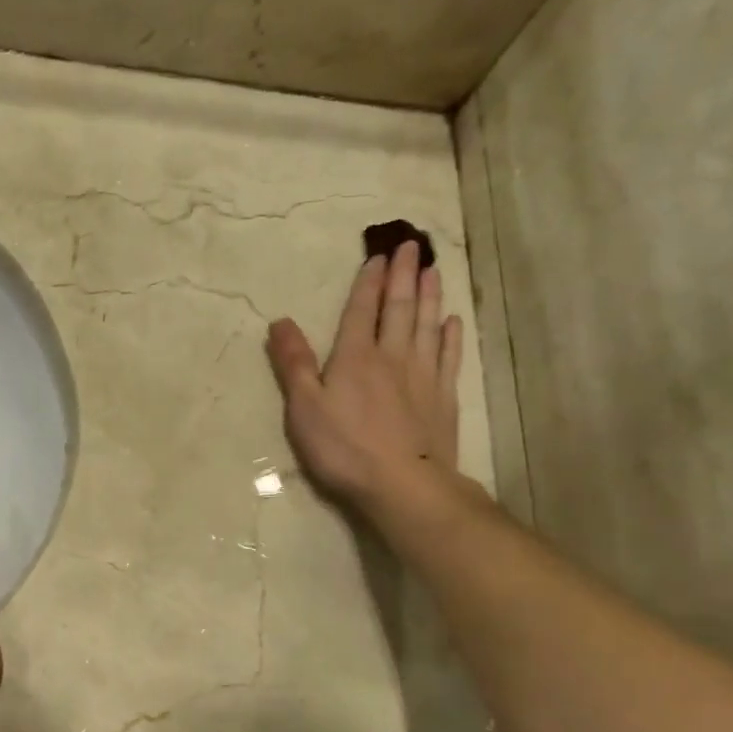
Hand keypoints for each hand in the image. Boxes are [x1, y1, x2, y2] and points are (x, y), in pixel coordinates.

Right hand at [265, 240, 462, 508]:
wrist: (402, 485)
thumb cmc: (343, 448)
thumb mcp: (304, 407)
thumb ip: (293, 363)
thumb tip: (280, 321)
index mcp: (355, 357)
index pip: (362, 311)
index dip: (368, 283)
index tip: (377, 256)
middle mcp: (392, 357)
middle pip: (399, 309)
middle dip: (403, 276)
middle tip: (410, 246)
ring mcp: (423, 377)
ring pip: (428, 326)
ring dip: (429, 296)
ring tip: (432, 270)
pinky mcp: (443, 399)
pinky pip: (449, 358)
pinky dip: (451, 337)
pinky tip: (453, 322)